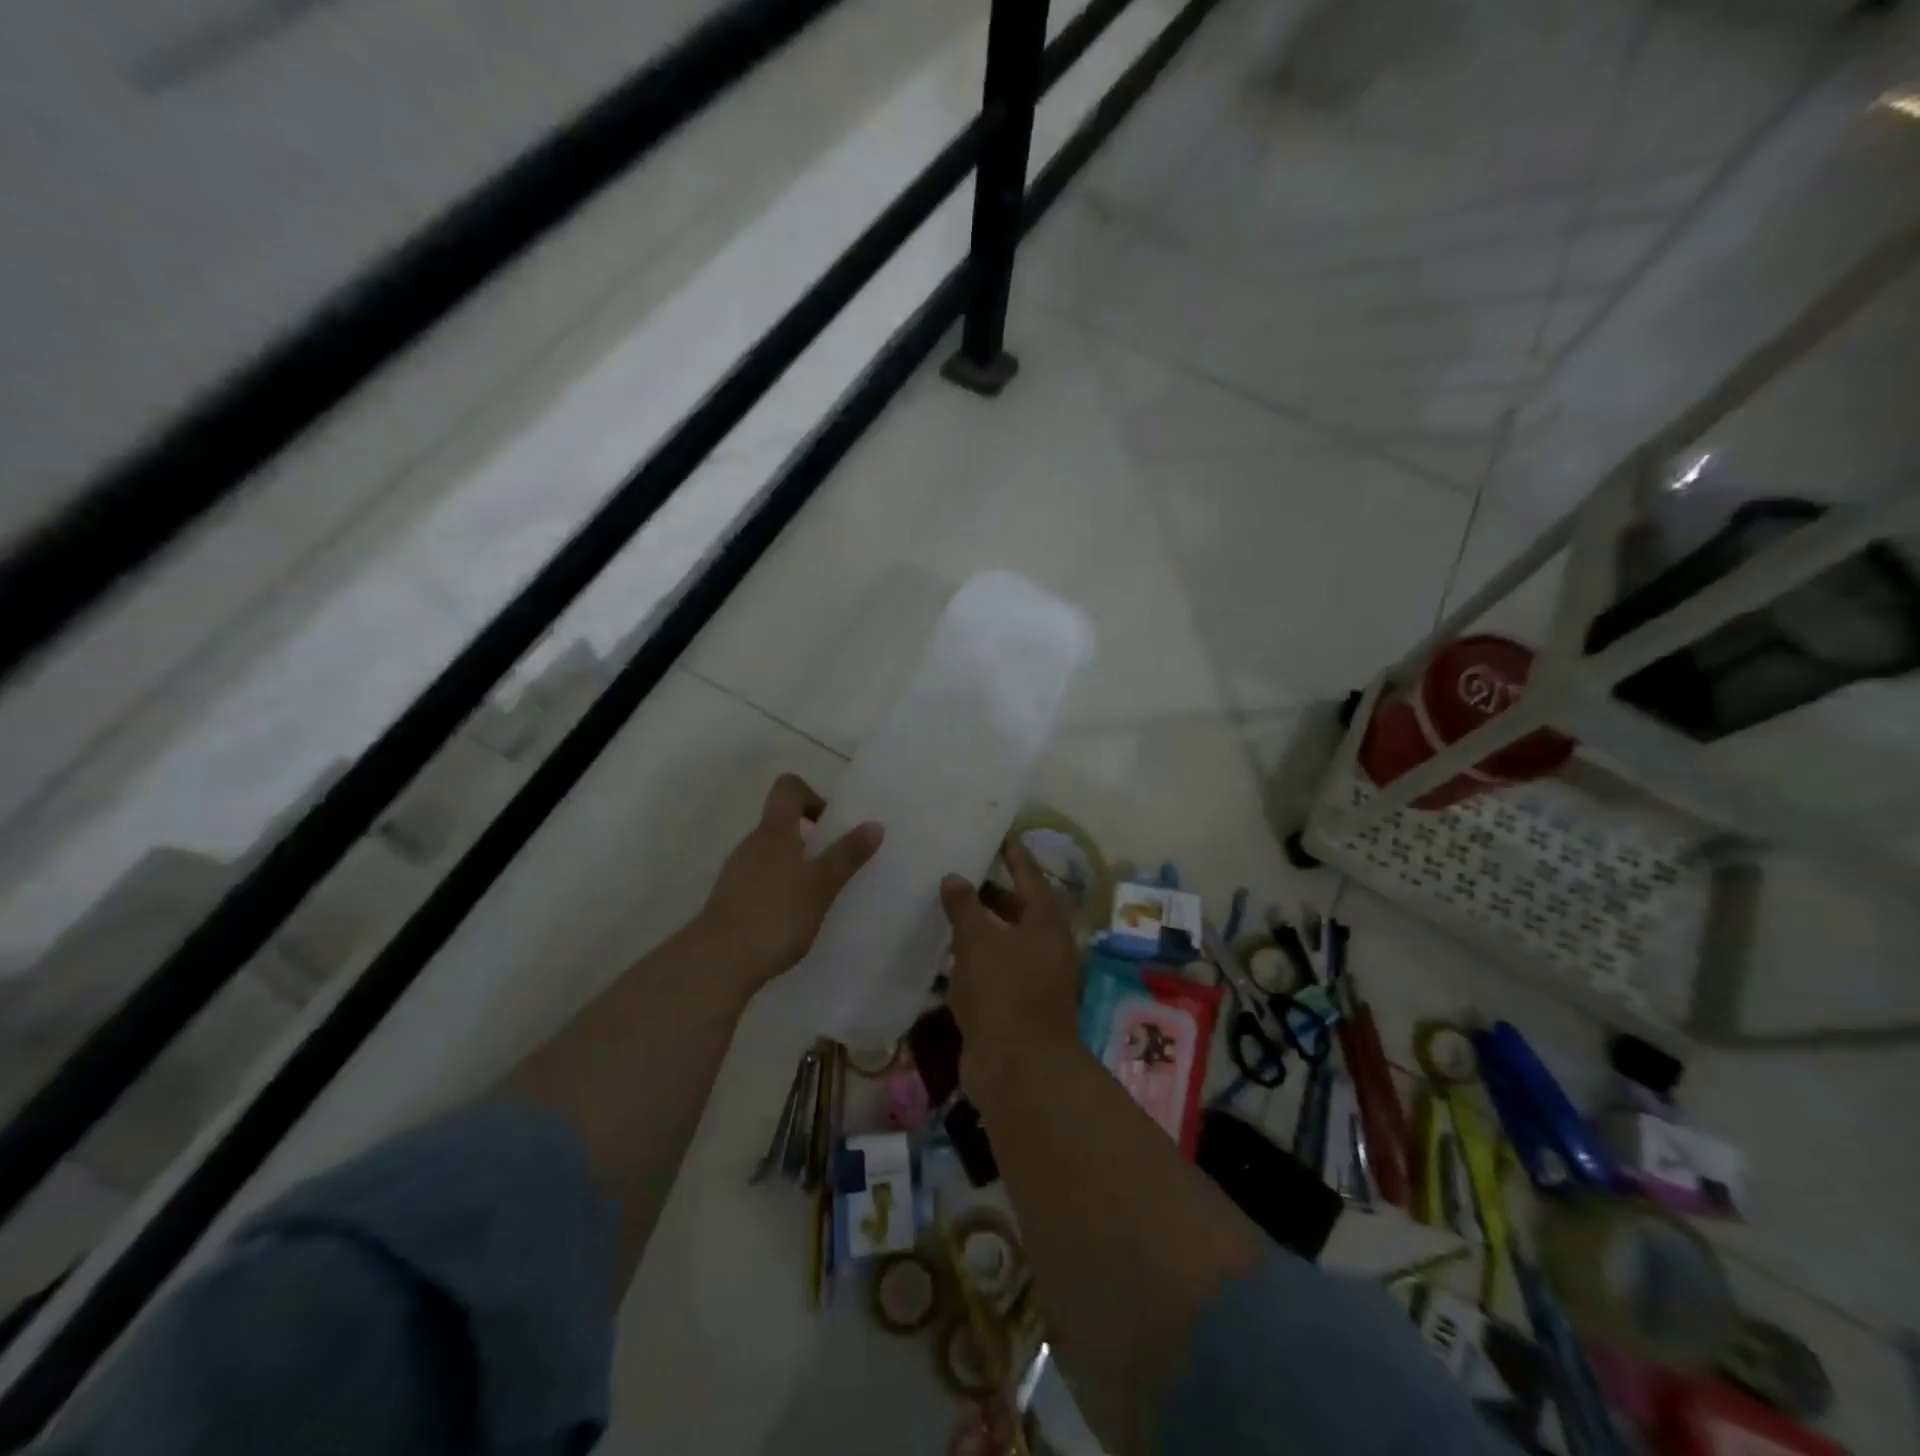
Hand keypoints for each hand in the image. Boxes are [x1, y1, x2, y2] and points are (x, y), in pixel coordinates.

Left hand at [697, 774, 882, 990]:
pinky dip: (781, 889)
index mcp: (774, 831)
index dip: (812, 796)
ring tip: (820, 897)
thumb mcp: (821, 885)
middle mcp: (752, 843)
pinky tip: (794, 919)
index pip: (788, 788)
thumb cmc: (776, 914)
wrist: (718, 962)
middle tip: (836, 866)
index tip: (831, 825)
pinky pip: (762, 880)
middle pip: (781, 823)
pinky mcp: (731, 899)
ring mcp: (737, 872)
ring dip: (797, 866)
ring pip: (772, 854)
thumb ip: (847, 855)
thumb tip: (874, 824)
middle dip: (812, 838)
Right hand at [940, 835, 1081, 1093]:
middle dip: (992, 890)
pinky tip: (944, 952)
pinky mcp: (1015, 1004)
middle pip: (1019, 908)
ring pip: (1004, 940)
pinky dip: (972, 958)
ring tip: (946, 905)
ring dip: (980, 926)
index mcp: (1046, 923)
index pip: (1030, 876)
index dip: (1014, 854)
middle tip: (961, 869)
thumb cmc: (1004, 992)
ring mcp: (1032, 977)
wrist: (1019, 1069)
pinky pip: (992, 969)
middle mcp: (1045, 946)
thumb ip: (965, 906)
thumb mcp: (979, 941)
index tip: (1000, 834)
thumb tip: (954, 877)